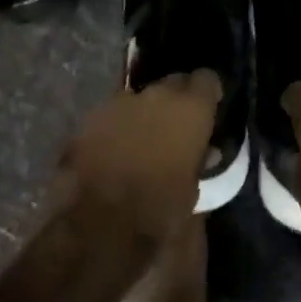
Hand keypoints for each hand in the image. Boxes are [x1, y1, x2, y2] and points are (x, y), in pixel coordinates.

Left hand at [56, 70, 222, 240]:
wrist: (100, 222)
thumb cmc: (159, 209)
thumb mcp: (193, 190)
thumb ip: (200, 161)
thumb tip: (205, 152)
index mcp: (190, 109)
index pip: (207, 79)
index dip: (208, 92)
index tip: (208, 108)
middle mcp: (157, 95)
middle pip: (172, 83)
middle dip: (176, 99)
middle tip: (177, 125)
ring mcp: (120, 102)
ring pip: (140, 97)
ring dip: (145, 112)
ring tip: (143, 140)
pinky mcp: (91, 117)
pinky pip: (113, 113)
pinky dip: (118, 125)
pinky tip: (115, 149)